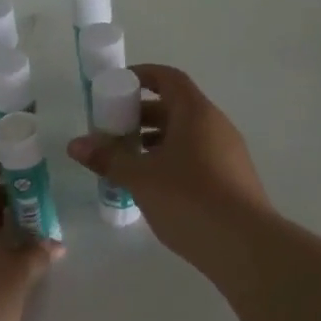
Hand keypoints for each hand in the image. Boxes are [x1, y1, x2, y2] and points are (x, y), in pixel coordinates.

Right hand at [66, 64, 271, 262]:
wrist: (245, 245)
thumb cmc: (189, 199)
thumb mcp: (141, 178)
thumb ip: (108, 158)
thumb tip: (75, 144)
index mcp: (196, 112)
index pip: (168, 78)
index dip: (142, 75)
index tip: (116, 86)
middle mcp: (215, 125)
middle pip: (175, 107)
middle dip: (140, 115)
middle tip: (111, 131)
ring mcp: (227, 152)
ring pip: (185, 135)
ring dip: (154, 141)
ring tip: (126, 161)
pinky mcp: (232, 178)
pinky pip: (196, 156)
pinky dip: (171, 160)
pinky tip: (152, 186)